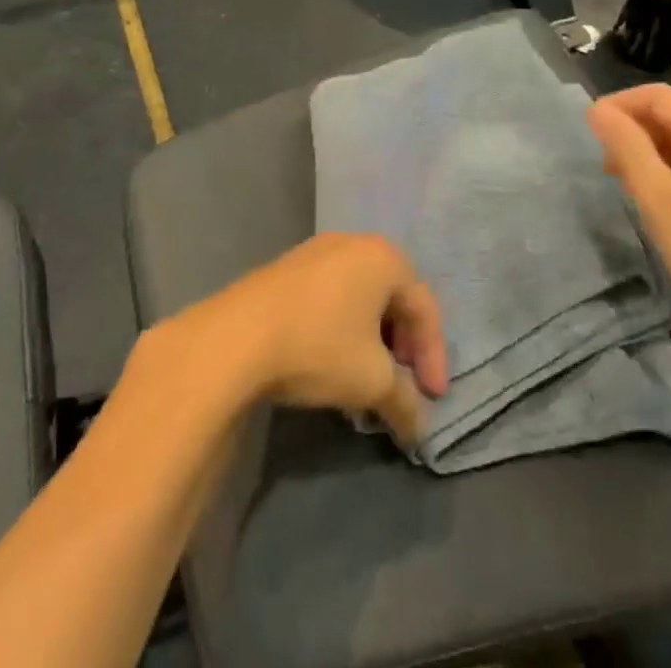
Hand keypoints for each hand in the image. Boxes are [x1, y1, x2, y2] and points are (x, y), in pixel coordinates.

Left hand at [191, 234, 448, 444]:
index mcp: (384, 258)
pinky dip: (344, 326)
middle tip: (402, 383)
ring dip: (373, 338)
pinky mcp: (288, 267)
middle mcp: (354, 243)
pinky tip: (332, 359)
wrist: (235, 336)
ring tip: (367, 377)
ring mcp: (317, 251)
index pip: (425, 307)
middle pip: (394, 296)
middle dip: (404, 345)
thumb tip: (420, 427)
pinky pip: (333, 294)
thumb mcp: (372, 381)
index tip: (432, 398)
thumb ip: (405, 402)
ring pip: (361, 296)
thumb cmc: (318, 347)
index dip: (434, 356)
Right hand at [588, 85, 670, 341]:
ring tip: (628, 182)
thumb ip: (625, 143)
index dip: (620, 103)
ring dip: (652, 150)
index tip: (591, 129)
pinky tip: (662, 199)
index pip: (658, 95)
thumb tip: (598, 108)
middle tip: (606, 163)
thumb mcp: (655, 193)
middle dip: (635, 129)